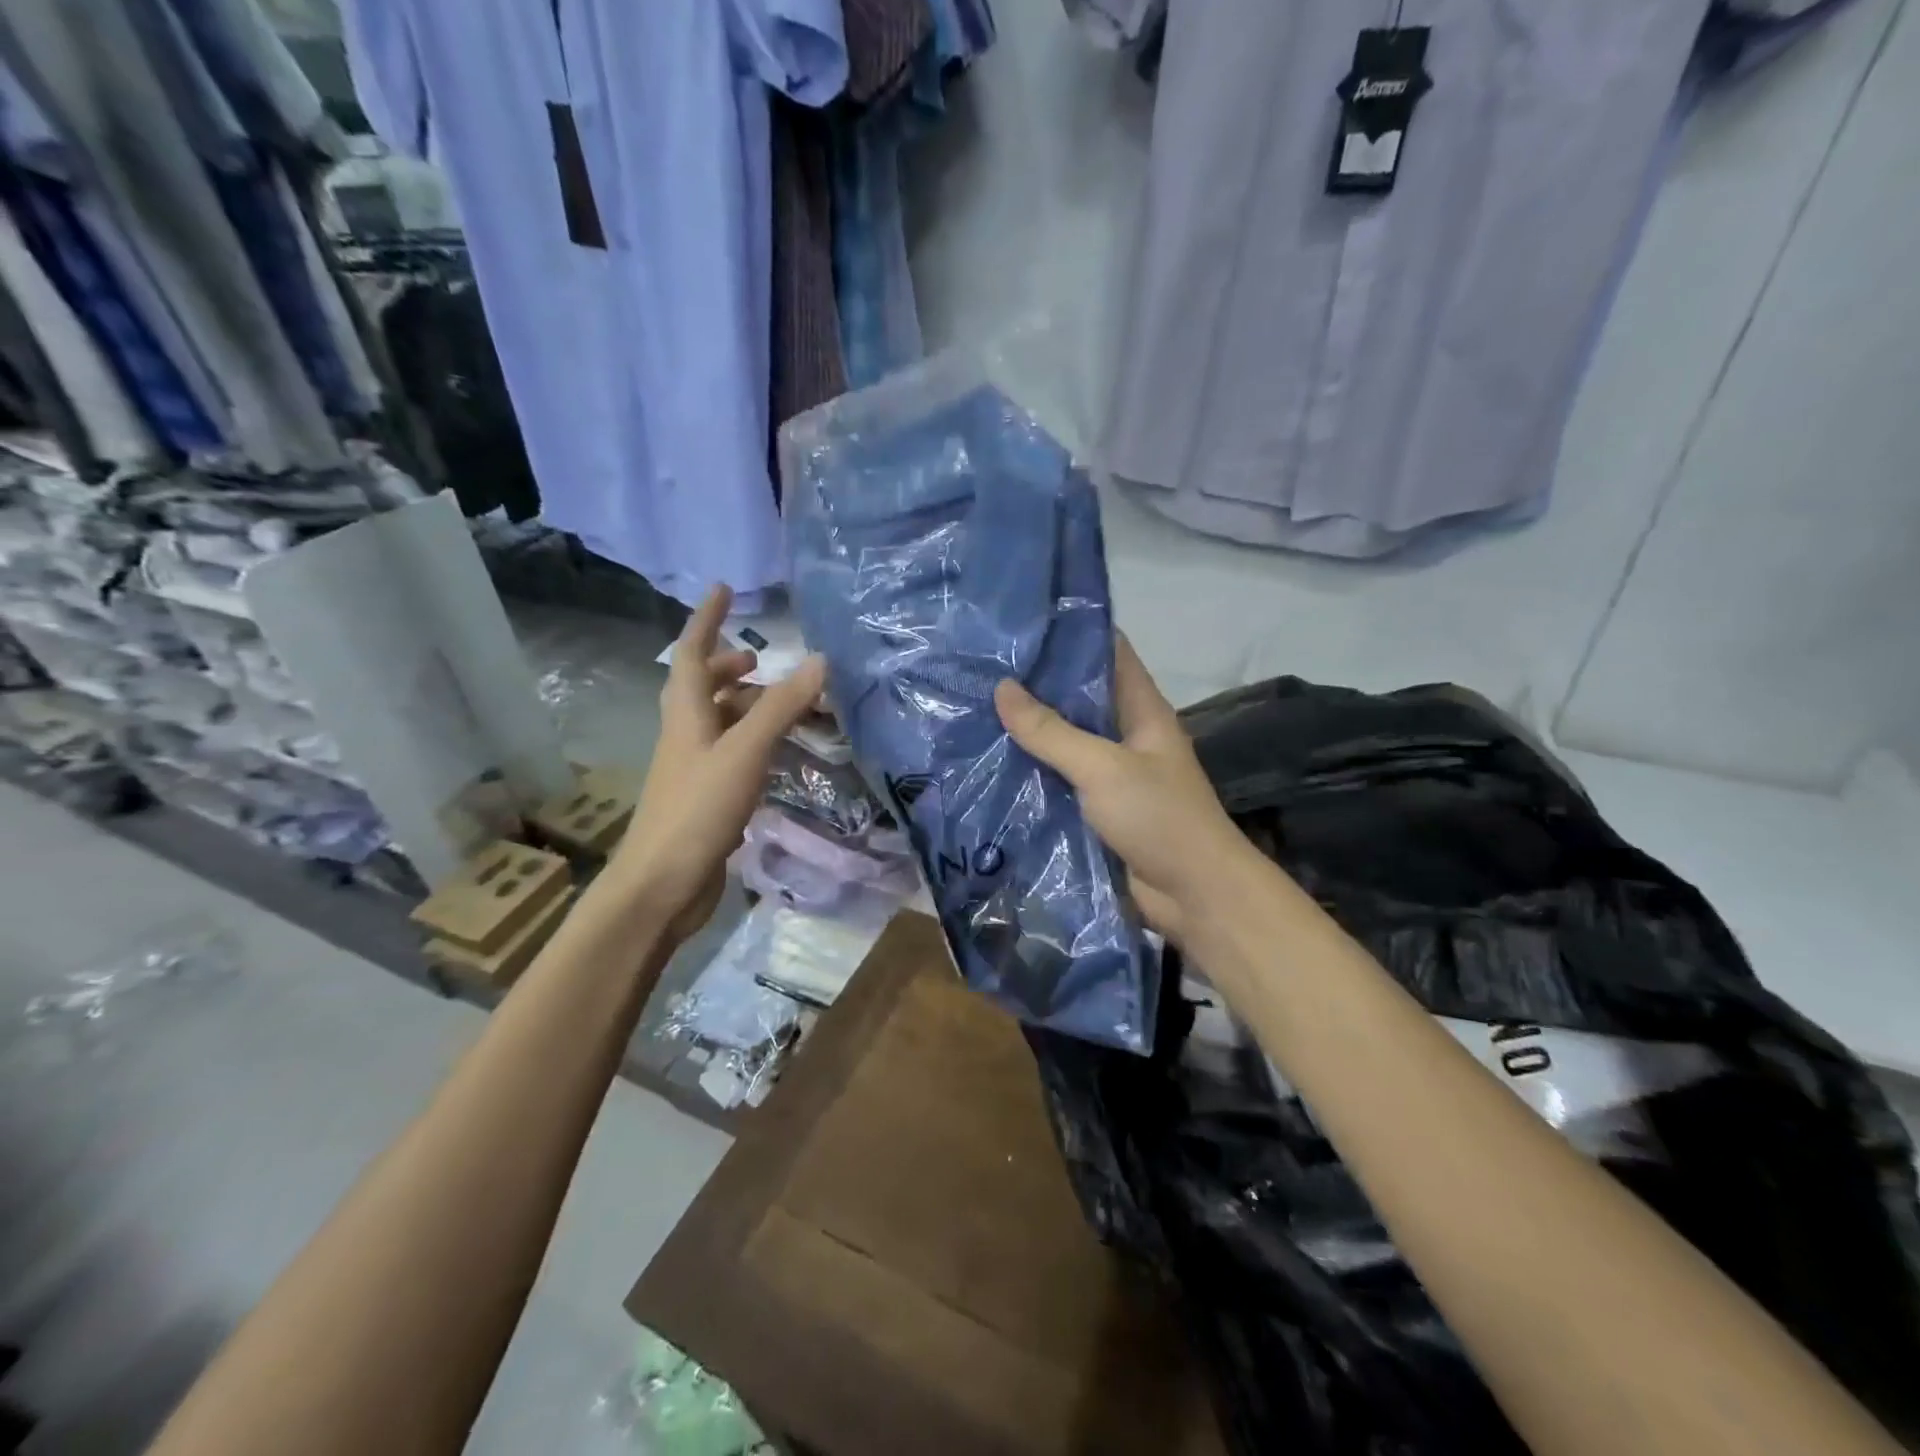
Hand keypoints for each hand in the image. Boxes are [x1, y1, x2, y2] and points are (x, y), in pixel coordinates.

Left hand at [601, 586, 825, 943]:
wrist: (661, 885)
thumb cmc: (697, 809)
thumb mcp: (744, 752)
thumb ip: (781, 708)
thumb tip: (819, 660)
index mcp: (686, 714)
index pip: (691, 653)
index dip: (706, 620)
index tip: (723, 590)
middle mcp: (685, 735)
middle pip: (701, 688)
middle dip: (727, 667)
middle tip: (760, 661)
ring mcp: (693, 769)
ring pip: (717, 723)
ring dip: (744, 706)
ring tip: (780, 704)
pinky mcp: (705, 798)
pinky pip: (730, 754)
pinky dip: (752, 742)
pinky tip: (776, 754)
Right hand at [994, 637, 1255, 945]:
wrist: (1193, 895)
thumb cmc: (1158, 817)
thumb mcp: (1102, 766)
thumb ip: (1051, 731)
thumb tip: (1002, 687)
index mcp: (1142, 710)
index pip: (1109, 653)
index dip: (1072, 633)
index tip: (1023, 622)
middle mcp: (1127, 734)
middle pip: (1080, 698)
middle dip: (1037, 685)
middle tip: (982, 667)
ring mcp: (1112, 773)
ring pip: (1065, 741)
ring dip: (1029, 731)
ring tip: (975, 708)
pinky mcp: (1098, 808)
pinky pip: (1060, 780)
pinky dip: (1032, 772)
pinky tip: (992, 763)